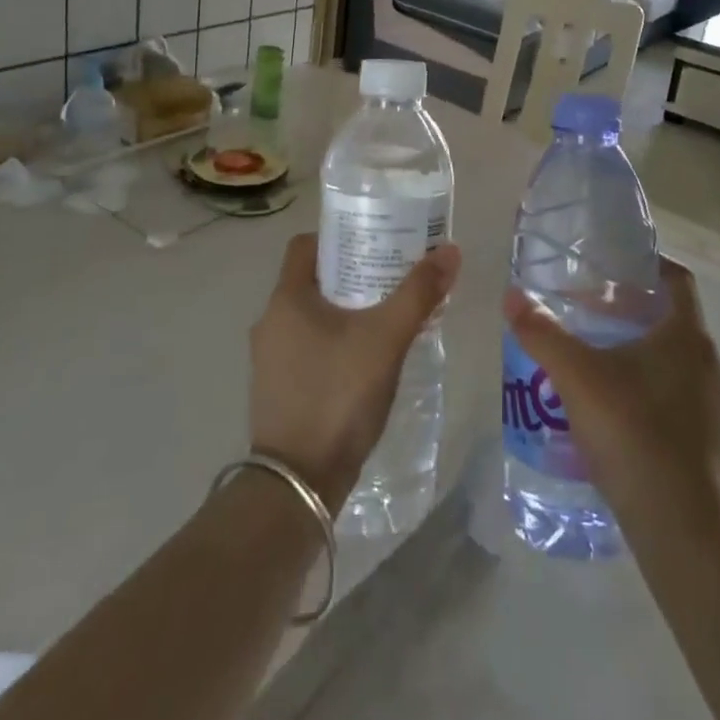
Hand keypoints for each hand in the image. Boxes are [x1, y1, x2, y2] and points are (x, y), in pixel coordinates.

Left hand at [250, 234, 460, 513]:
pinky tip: (368, 357)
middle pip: (312, 279)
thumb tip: (450, 250)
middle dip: (352, 273)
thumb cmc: (338, 395)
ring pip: (312, 315)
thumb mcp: (386, 339)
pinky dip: (336, 340)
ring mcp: (270, 359)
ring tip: (387, 313)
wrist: (300, 483)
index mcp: (286, 299)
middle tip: (392, 275)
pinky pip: (308, 346)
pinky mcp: (278, 389)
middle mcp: (270, 322)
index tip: (374, 239)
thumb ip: (418, 293)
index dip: (340, 236)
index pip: (306, 245)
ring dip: (345, 309)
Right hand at [504, 263, 719, 539]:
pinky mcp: (705, 436)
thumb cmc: (633, 433)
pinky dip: (644, 381)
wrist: (681, 530)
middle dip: (628, 308)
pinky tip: (608, 401)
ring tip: (591, 352)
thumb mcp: (577, 376)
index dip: (647, 264)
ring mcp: (711, 403)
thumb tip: (512, 297)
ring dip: (635, 346)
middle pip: (669, 317)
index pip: (677, 279)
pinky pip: (673, 389)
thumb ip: (543, 333)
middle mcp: (708, 362)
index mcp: (688, 336)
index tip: (612, 265)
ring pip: (671, 356)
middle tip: (585, 308)